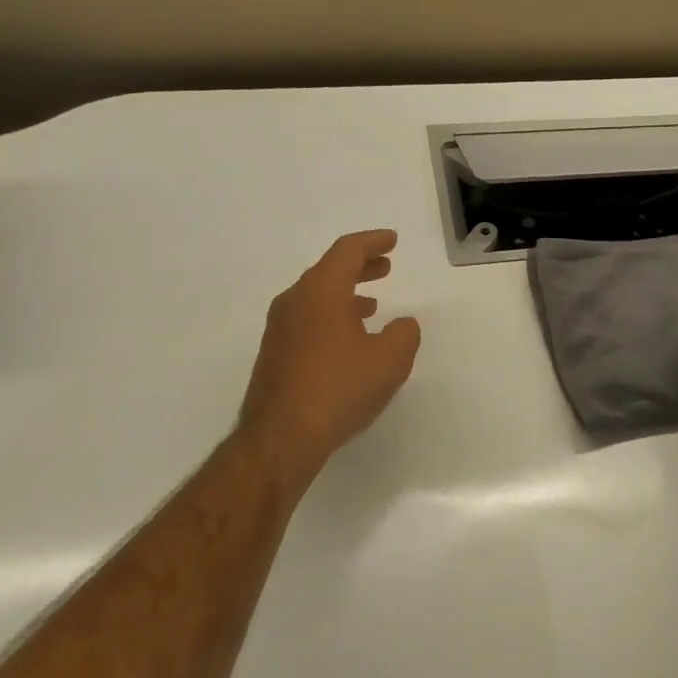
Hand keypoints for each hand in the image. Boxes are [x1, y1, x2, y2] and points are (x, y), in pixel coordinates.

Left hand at [235, 229, 421, 483]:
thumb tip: (402, 324)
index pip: (347, 251)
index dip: (372, 242)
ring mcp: (279, 330)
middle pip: (329, 271)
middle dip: (360, 267)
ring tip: (371, 305)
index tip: (392, 240)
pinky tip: (348, 342)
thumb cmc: (338, 388)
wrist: (281, 437)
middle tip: (385, 267)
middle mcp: (294, 302)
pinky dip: (331, 318)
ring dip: (346, 295)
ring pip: (316, 298)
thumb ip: (403, 334)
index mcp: (321, 291)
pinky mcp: (274, 356)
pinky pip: (307, 322)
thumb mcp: (389, 360)